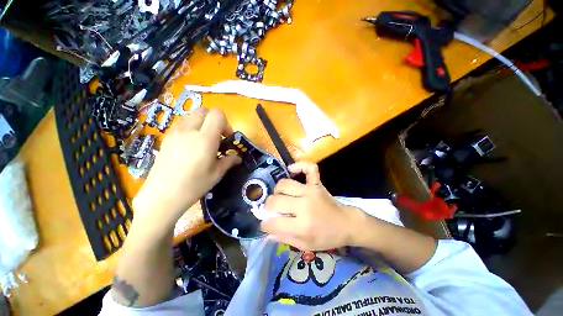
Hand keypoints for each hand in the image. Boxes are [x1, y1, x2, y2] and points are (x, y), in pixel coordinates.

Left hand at [133, 109, 240, 233]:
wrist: (162, 196)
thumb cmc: (193, 186)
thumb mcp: (217, 174)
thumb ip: (229, 161)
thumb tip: (237, 157)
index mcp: (205, 139)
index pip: (217, 114)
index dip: (226, 123)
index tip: (226, 138)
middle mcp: (189, 131)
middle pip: (204, 111)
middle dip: (214, 120)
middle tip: (217, 137)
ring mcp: (175, 133)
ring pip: (192, 116)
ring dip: (202, 123)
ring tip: (204, 141)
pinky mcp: (166, 137)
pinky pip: (182, 124)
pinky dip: (191, 128)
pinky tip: (191, 145)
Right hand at [260, 162, 365, 250]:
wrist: (346, 224)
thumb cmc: (327, 237)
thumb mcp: (306, 245)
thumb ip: (284, 239)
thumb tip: (266, 233)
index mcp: (302, 226)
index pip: (273, 223)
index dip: (265, 224)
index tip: (266, 224)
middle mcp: (304, 206)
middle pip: (275, 201)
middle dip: (268, 207)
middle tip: (271, 210)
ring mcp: (311, 191)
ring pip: (284, 184)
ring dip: (277, 190)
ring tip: (280, 196)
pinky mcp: (317, 183)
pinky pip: (308, 168)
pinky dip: (299, 166)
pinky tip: (291, 170)